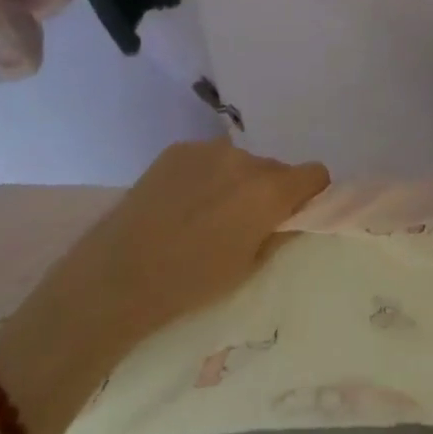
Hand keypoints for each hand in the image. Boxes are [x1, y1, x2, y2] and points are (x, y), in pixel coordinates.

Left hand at [18, 140, 329, 363]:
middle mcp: (244, 158)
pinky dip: (205, 176)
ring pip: (239, 162)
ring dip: (235, 182)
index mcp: (268, 190)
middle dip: (269, 191)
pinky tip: (181, 205)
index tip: (295, 215)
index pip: (314, 173)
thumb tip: (292, 216)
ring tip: (206, 216)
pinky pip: (207, 159)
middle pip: (274, 168)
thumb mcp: (248, 269)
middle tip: (244, 225)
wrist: (118, 276)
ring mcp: (207, 149)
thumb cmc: (189, 284)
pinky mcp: (177, 149)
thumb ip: (278, 234)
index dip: (311, 194)